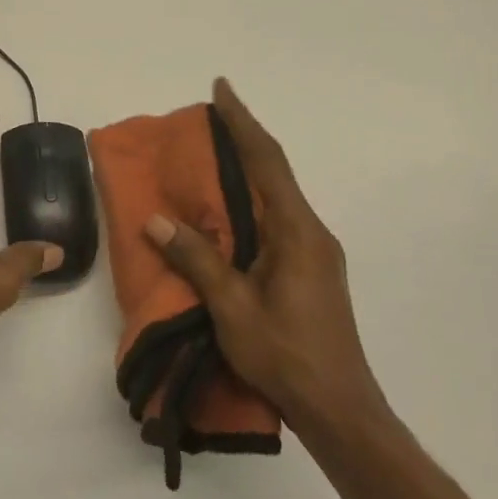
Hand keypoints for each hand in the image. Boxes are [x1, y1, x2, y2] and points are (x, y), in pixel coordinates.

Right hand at [143, 77, 391, 447]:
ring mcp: (313, 253)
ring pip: (275, 197)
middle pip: (274, 173)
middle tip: (206, 121)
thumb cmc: (286, 355)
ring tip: (209, 161)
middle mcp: (311, 233)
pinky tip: (226, 215)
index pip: (267, 162)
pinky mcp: (309, 271)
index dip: (242, 122)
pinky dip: (249, 203)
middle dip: (242, 140)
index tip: (221, 88)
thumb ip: (197, 259)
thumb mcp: (232, 307)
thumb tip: (157, 219)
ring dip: (246, 172)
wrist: (339, 410)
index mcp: (297, 232)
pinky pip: (274, 221)